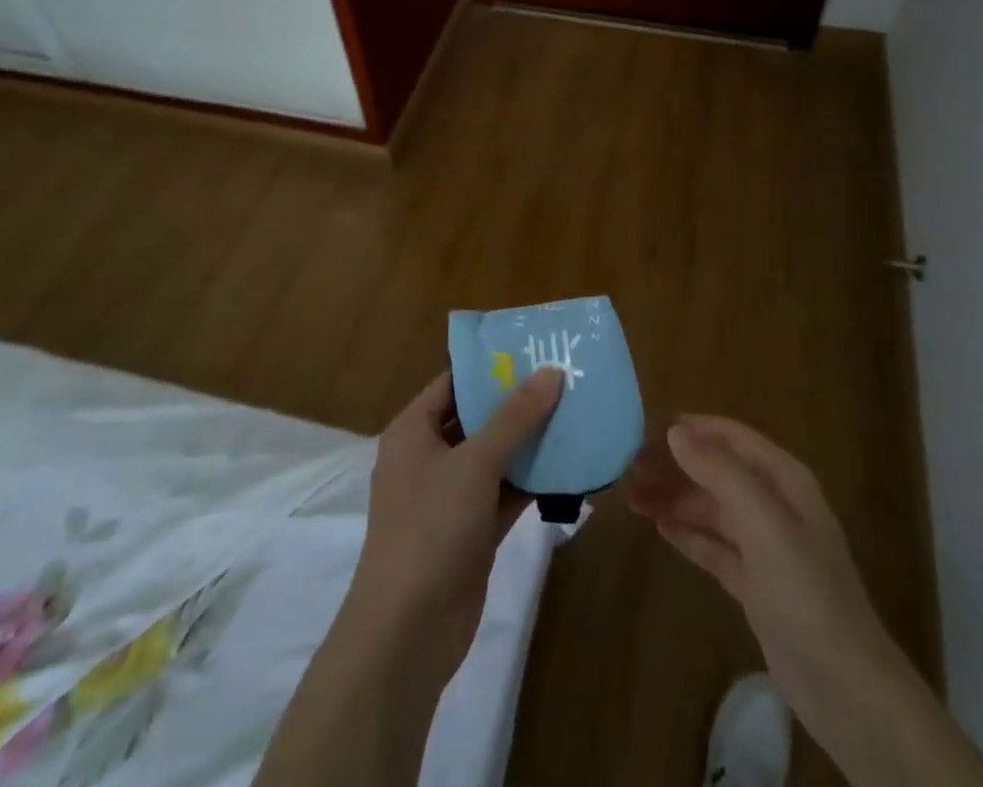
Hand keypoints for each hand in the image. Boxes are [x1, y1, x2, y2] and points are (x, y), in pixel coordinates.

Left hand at [348, 368, 563, 679]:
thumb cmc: (431, 528)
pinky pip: (505, 492)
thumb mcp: (475, 463)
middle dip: (518, 402)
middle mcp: (428, 457)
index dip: (491, 366)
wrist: (408, 633)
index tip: (534, 350)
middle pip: (477, 417)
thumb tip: (551, 371)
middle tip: (564, 378)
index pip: (454, 382)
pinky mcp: (471, 530)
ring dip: (529, 441)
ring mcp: (449, 496)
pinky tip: (569, 464)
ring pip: (495, 456)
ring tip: (574, 413)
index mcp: (413, 430)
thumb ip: (515, 417)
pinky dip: (531, 480)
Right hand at [626, 416, 906, 770]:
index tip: (645, 426)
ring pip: (712, 508)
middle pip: (717, 471)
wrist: (844, 686)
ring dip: (675, 498)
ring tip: (632, 498)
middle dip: (676, 465)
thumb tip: (676, 430)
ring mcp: (766, 546)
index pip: (731, 437)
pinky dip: (689, 533)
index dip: (691, 428)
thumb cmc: (805, 590)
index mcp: (784, 479)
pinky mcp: (756, 584)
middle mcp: (775, 505)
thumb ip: (720, 472)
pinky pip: (715, 545)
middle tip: (628, 469)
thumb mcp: (763, 522)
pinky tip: (660, 528)